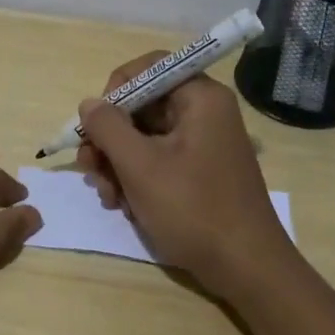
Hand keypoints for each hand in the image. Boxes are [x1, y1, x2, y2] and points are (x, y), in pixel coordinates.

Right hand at [75, 56, 294, 298]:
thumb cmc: (193, 209)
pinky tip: (126, 206)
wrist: (245, 267)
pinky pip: (157, 160)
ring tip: (109, 198)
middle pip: (142, 106)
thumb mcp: (140, 166)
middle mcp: (203, 113)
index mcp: (200, 98)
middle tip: (92, 170)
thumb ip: (108, 128)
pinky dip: (135, 179)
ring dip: (117, 164)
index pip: (149, 67)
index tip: (96, 123)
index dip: (116, 89)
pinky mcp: (198, 172)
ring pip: (143, 137)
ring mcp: (202, 144)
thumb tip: (89, 104)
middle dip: (110, 138)